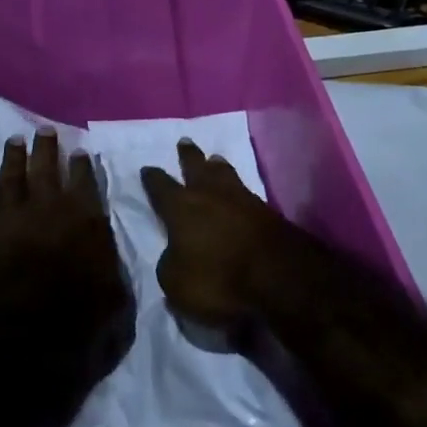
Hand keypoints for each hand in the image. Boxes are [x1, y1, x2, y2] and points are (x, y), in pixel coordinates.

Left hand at [0, 131, 126, 305]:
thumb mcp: (110, 298)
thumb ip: (111, 275)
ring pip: (11, 175)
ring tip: (14, 142)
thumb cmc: (69, 306)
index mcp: (84, 215)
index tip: (79, 151)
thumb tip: (114, 272)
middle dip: (46, 147)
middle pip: (46, 166)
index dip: (82, 166)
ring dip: (13, 158)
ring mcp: (9, 211)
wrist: (9, 313)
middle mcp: (47, 204)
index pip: (85, 181)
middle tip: (44, 130)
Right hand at [141, 139, 305, 332]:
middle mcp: (210, 194)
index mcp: (181, 207)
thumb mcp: (177, 284)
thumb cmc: (219, 279)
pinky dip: (238, 189)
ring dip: (217, 166)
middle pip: (196, 167)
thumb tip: (174, 254)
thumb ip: (170, 264)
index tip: (147, 169)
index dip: (152, 178)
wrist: (279, 277)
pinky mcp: (267, 211)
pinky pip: (245, 192)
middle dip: (188, 156)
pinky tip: (238, 191)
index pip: (160, 187)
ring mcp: (242, 199)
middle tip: (184, 142)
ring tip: (214, 159)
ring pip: (225, 173)